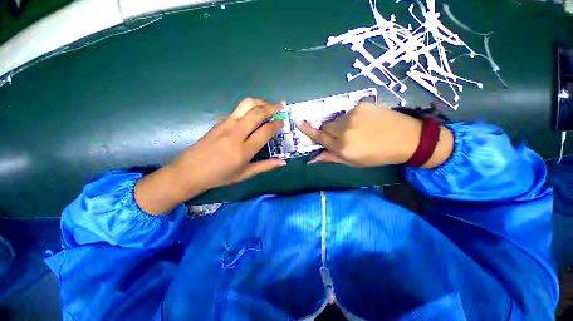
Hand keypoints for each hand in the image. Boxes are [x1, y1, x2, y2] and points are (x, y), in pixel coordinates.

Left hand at [135, 98, 285, 214]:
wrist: (190, 171)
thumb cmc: (219, 176)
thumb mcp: (244, 174)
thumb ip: (265, 166)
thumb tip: (283, 162)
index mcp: (244, 150)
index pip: (265, 131)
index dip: (277, 124)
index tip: (283, 122)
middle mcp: (236, 134)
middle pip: (257, 113)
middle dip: (272, 107)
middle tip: (282, 106)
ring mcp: (226, 125)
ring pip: (246, 105)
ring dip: (260, 102)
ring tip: (269, 104)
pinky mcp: (219, 122)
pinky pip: (238, 109)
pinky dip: (250, 106)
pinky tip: (254, 112)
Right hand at [296, 102, 452, 167]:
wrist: (406, 138)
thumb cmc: (377, 155)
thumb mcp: (353, 162)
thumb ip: (331, 158)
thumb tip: (313, 158)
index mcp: (342, 147)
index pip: (319, 137)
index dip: (307, 130)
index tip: (297, 122)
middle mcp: (344, 130)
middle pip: (326, 127)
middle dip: (329, 132)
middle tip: (342, 136)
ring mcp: (352, 115)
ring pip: (336, 119)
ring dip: (340, 125)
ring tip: (356, 129)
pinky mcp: (361, 105)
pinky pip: (347, 112)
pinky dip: (350, 118)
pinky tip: (364, 121)